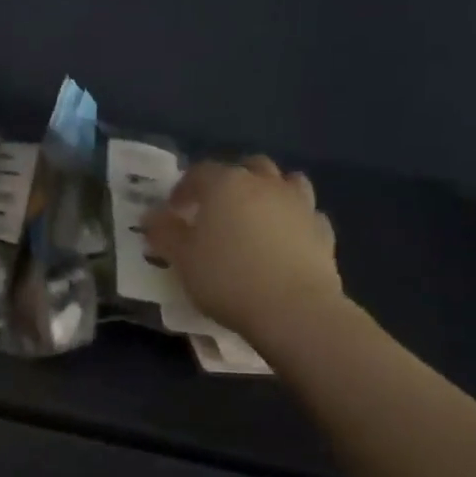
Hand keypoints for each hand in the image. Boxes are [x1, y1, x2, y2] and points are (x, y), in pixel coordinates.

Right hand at [142, 157, 344, 340]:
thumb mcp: (183, 259)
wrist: (293, 309)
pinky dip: (294, 219)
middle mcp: (265, 185)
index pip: (199, 172)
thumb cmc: (227, 278)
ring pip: (287, 182)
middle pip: (248, 167)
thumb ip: (165, 233)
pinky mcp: (323, 231)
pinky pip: (307, 214)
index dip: (184, 188)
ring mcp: (300, 205)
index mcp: (226, 185)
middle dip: (231, 180)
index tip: (174, 210)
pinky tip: (286, 239)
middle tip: (217, 207)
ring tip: (256, 215)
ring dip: (270, 190)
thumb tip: (152, 217)